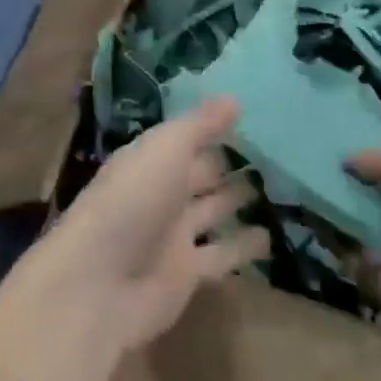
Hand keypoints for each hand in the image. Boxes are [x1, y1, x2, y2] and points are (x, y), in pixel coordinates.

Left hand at [9, 99, 266, 355]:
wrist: (100, 283)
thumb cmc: (131, 201)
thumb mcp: (166, 149)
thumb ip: (200, 125)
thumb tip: (234, 97)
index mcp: (149, 160)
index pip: (187, 139)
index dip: (214, 129)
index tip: (252, 115)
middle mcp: (161, 194)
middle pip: (200, 174)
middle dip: (228, 164)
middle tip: (274, 152)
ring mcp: (173, 235)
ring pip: (213, 212)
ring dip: (238, 201)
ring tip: (280, 189)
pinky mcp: (187, 275)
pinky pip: (222, 255)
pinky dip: (244, 247)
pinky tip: (273, 236)